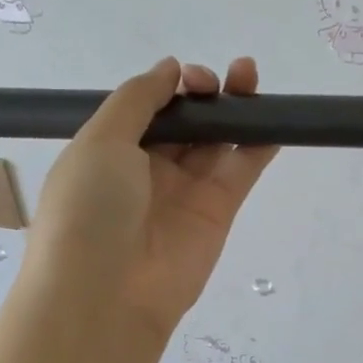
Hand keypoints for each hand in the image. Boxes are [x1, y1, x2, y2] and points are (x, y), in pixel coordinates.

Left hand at [26, 57, 277, 343]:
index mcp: (112, 150)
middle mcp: (150, 168)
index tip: (189, 78)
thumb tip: (170, 68)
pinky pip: (242, 170)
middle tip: (222, 79)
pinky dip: (259, 145)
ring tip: (250, 77)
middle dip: (205, 93)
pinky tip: (273, 119)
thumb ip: (137, 99)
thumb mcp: (100, 141)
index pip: (149, 108)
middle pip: (187, 122)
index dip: (172, 87)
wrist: (107, 294)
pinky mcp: (219, 211)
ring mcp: (187, 190)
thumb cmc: (89, 209)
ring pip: (217, 141)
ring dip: (235, 109)